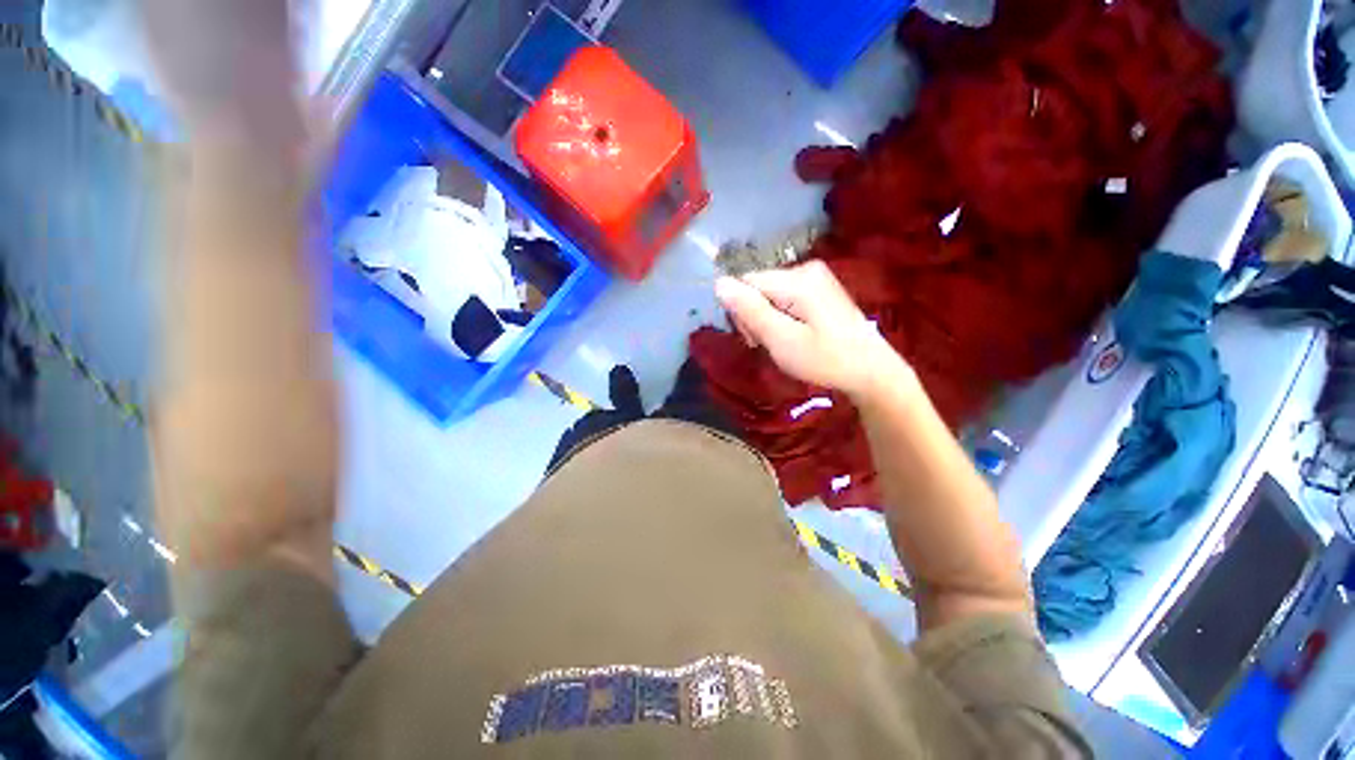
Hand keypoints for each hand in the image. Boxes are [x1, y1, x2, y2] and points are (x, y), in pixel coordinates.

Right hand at [714, 261, 909, 399]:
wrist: (870, 370)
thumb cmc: (825, 359)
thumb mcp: (782, 339)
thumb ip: (750, 310)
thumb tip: (718, 283)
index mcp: (797, 279)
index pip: (745, 283)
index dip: (742, 312)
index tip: (755, 339)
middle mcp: (805, 268)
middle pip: (757, 286)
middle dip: (755, 316)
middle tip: (770, 344)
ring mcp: (815, 277)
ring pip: (769, 294)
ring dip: (767, 319)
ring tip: (782, 343)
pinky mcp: (819, 289)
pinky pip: (784, 297)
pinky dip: (781, 317)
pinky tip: (793, 335)